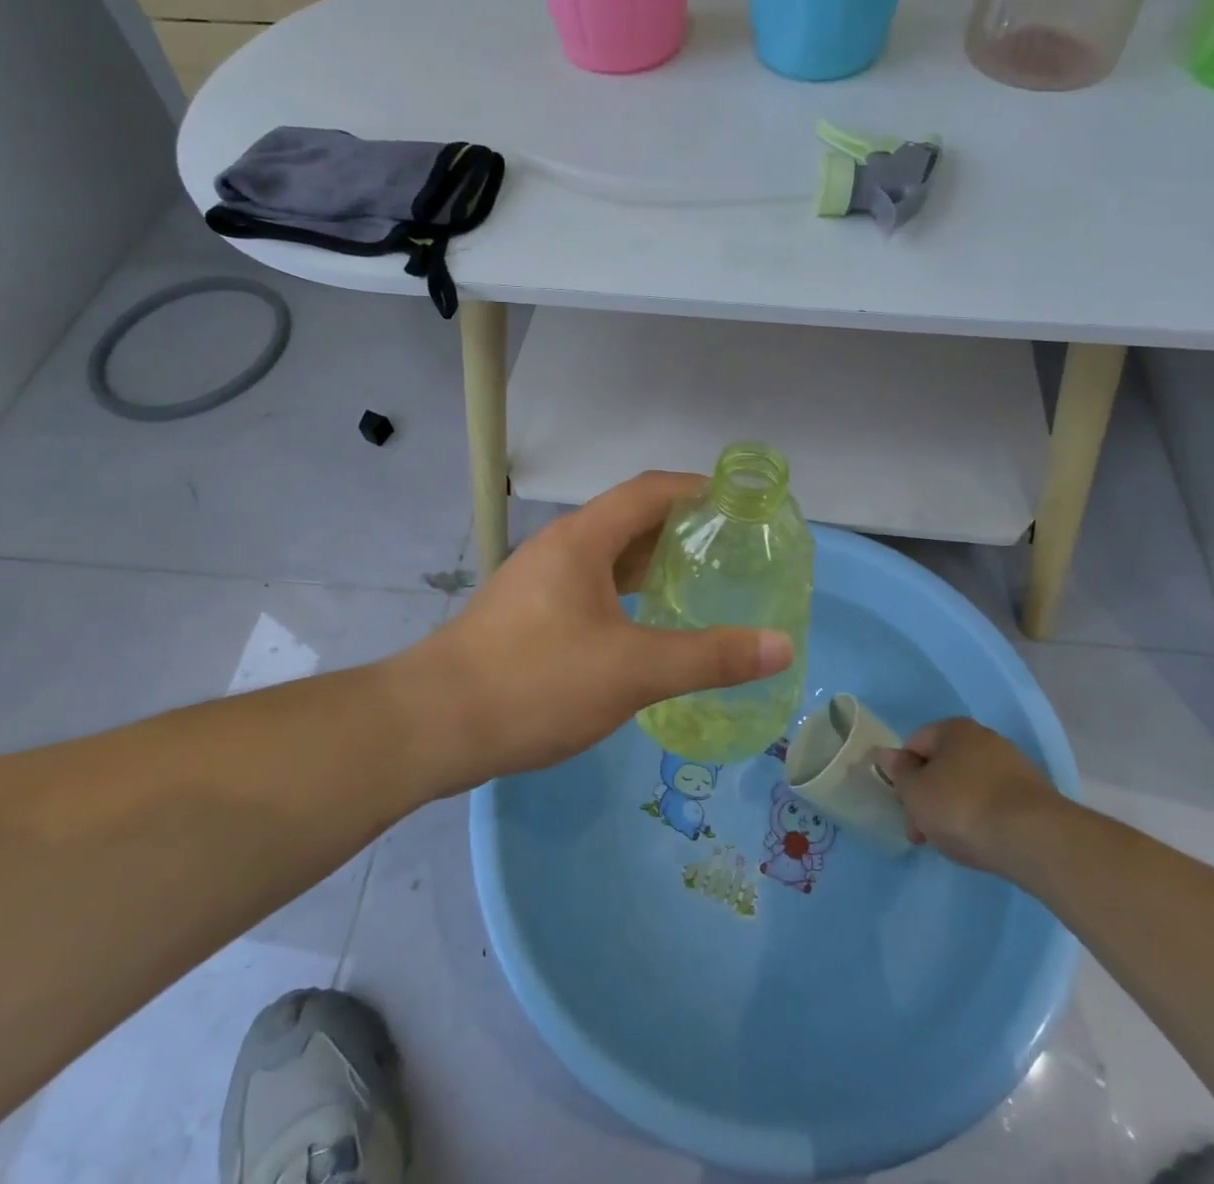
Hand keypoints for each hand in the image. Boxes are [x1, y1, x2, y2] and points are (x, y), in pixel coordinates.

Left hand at [399, 471, 793, 793]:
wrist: (433, 725)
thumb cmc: (536, 683)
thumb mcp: (632, 671)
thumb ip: (709, 657)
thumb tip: (781, 645)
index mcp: (583, 539)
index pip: (648, 491)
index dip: (697, 489)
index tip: (740, 502)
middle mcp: (559, 548)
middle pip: (628, 520)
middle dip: (680, 528)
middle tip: (731, 549)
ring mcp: (538, 581)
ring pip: (607, 557)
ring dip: (651, 563)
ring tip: (699, 582)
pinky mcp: (527, 615)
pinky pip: (589, 587)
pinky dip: (625, 594)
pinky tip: (644, 626)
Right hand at [874, 718, 1065, 874]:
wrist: (1035, 839)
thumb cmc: (962, 807)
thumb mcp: (915, 792)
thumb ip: (898, 773)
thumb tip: (888, 755)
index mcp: (954, 728)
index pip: (915, 743)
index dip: (903, 774)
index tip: (902, 806)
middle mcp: (985, 738)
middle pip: (943, 766)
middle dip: (928, 797)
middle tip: (922, 831)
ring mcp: (1013, 766)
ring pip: (968, 785)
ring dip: (953, 810)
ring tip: (952, 843)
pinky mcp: (1034, 796)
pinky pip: (994, 802)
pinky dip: (982, 818)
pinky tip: (981, 842)